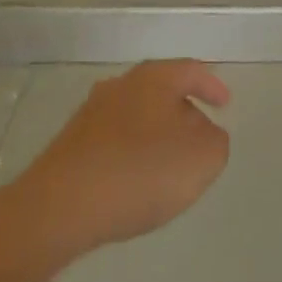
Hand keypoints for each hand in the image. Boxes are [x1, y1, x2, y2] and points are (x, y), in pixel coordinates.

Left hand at [20, 59, 232, 258]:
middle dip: (182, 112)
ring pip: (135, 117)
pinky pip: (113, 143)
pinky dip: (130, 156)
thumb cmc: (139, 172)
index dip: (212, 86)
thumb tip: (203, 134)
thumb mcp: (203, 158)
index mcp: (154, 78)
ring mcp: (90, 116)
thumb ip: (216, 141)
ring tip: (168, 166)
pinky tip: (134, 183)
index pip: (191, 71)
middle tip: (199, 138)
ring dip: (155, 136)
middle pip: (161, 92)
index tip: (225, 104)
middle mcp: (120, 86)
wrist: (57, 210)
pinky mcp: (69, 148)